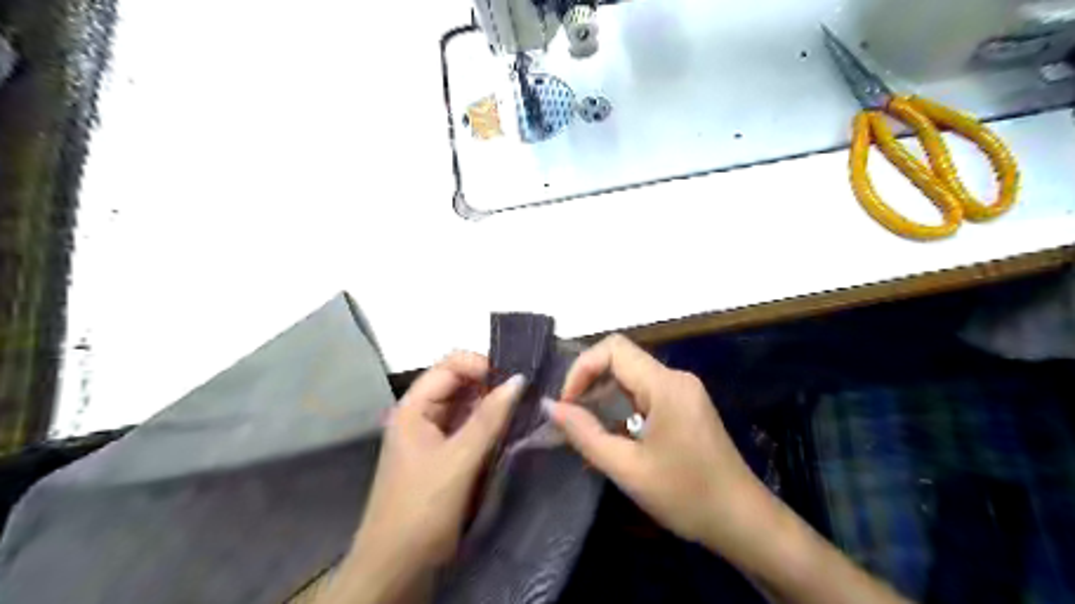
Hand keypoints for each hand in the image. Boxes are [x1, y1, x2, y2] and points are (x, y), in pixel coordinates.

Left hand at [354, 349, 526, 570]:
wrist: (397, 567)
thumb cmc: (422, 508)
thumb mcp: (459, 460)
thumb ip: (489, 418)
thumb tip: (519, 379)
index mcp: (413, 408)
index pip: (449, 366)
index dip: (481, 365)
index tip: (513, 379)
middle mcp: (422, 415)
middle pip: (458, 384)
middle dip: (491, 385)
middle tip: (526, 393)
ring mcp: (433, 436)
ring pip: (467, 407)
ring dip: (493, 406)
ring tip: (524, 408)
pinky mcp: (445, 456)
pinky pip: (470, 429)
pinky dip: (489, 426)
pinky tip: (511, 429)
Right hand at [549, 336, 768, 556]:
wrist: (743, 521)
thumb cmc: (686, 495)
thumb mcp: (627, 468)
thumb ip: (584, 433)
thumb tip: (550, 406)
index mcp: (665, 385)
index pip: (613, 348)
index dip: (582, 368)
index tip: (567, 404)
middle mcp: (676, 378)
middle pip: (621, 360)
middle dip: (590, 383)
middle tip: (571, 419)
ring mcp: (683, 391)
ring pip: (632, 377)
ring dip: (604, 397)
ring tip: (585, 430)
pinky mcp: (685, 406)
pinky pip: (645, 393)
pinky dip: (621, 407)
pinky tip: (611, 434)